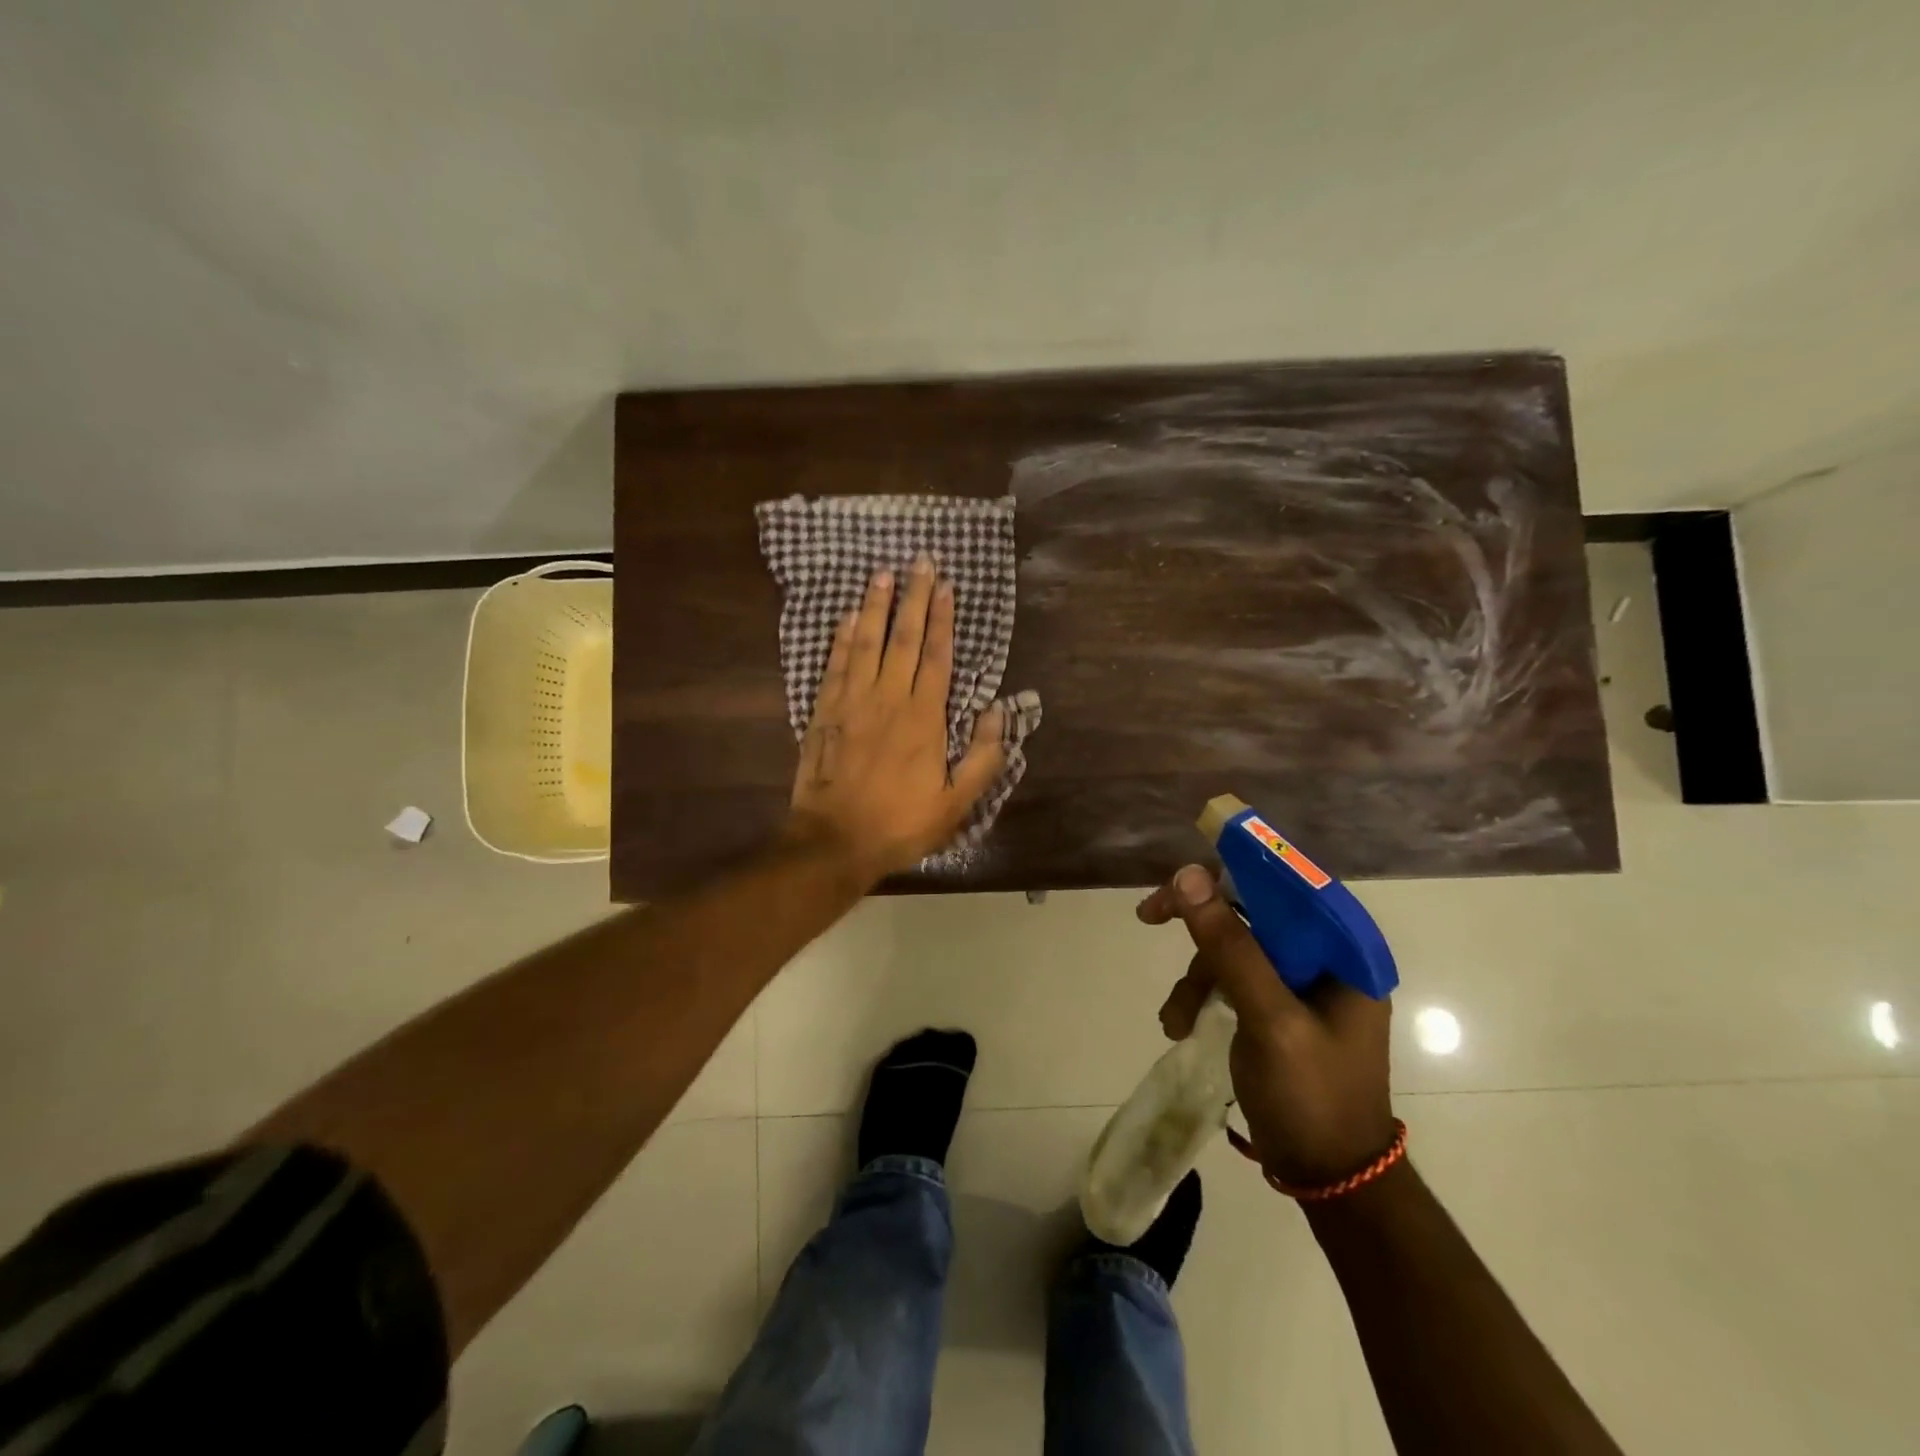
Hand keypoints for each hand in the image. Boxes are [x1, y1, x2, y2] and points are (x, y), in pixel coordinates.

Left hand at [786, 555, 1006, 882]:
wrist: (834, 841)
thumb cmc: (900, 824)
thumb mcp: (956, 803)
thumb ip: (982, 757)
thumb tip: (1000, 712)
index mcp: (923, 718)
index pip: (936, 656)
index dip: (943, 619)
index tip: (946, 586)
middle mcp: (887, 699)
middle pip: (902, 638)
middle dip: (913, 597)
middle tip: (919, 561)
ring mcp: (851, 702)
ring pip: (866, 643)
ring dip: (876, 606)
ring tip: (883, 573)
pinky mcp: (824, 712)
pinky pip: (834, 665)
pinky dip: (842, 639)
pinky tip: (848, 617)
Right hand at [1138, 864, 1395, 1186]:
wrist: (1331, 1180)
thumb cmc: (1312, 1096)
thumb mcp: (1269, 1018)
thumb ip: (1232, 947)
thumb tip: (1189, 876)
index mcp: (1343, 952)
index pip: (1287, 884)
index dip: (1234, 869)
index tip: (1182, 877)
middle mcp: (1323, 958)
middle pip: (1253, 911)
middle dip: (1200, 924)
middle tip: (1149, 916)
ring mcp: (1298, 985)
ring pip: (1233, 948)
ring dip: (1196, 977)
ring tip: (1175, 1020)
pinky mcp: (1276, 1009)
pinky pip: (1231, 980)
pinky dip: (1201, 996)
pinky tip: (1180, 1025)